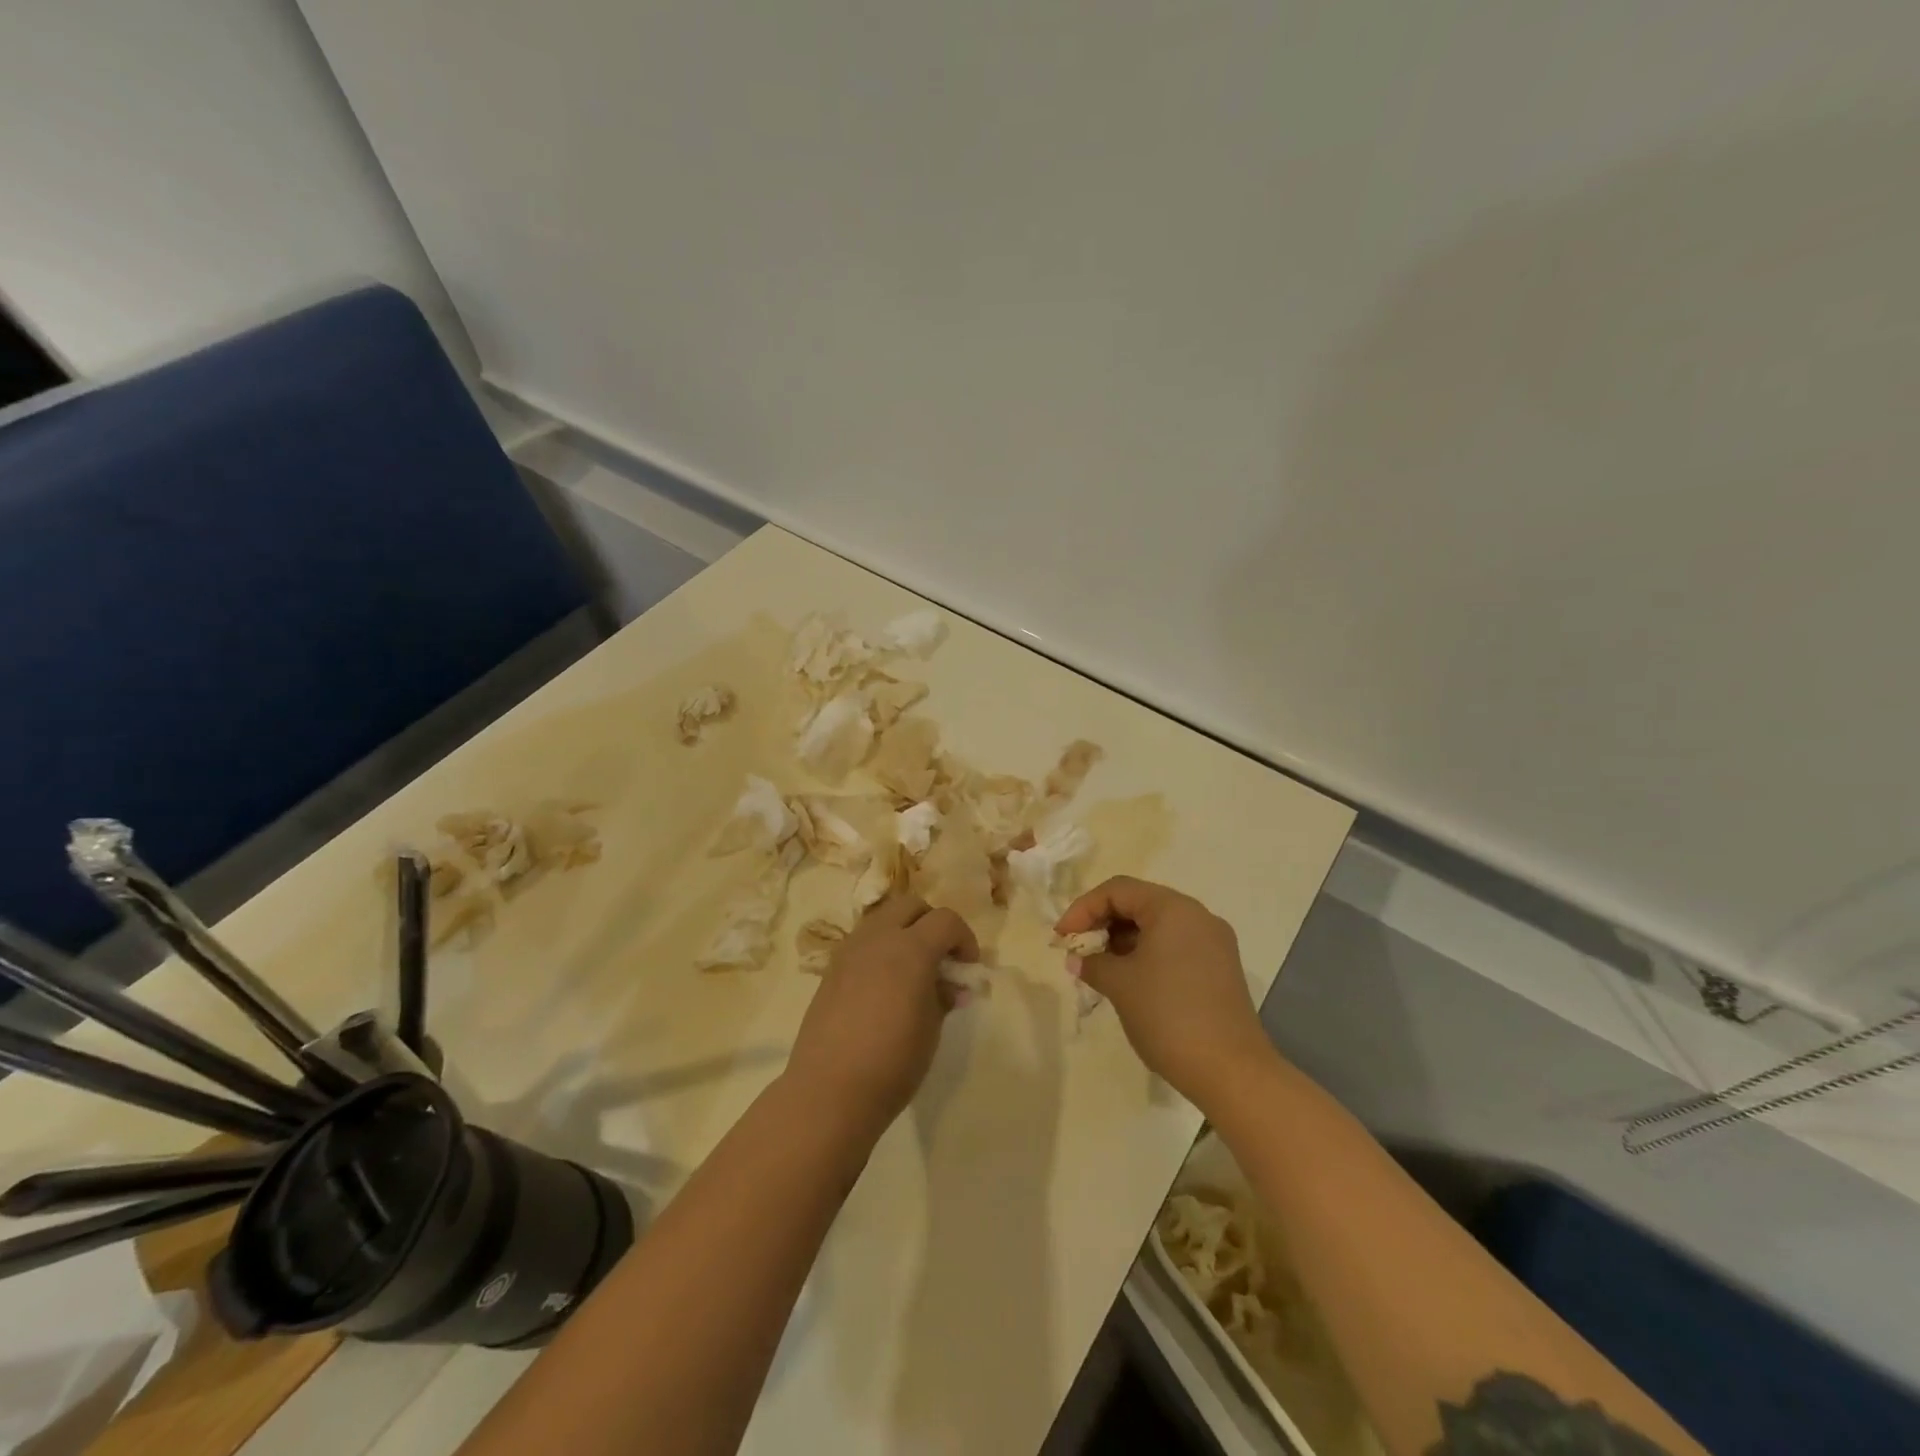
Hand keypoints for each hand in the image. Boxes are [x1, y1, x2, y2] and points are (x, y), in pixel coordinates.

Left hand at [784, 892, 978, 1141]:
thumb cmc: (892, 1062)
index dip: (964, 939)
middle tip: (941, 959)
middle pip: (911, 905)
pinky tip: (884, 985)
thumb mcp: (931, 1029)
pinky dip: (880, 949)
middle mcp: (878, 938)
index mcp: (910, 948)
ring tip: (911, 970)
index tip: (968, 968)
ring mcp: (849, 950)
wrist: (830, 1091)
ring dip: (903, 932)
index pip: (946, 920)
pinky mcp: (831, 969)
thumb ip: (943, 996)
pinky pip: (863, 942)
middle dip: (932, 923)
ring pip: (883, 918)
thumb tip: (950, 985)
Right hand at [1055, 876, 1278, 1115]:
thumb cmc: (1168, 1016)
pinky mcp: (1219, 968)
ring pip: (1157, 926)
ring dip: (1124, 940)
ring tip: (1100, 967)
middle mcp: (1197, 916)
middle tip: (1078, 950)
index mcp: (1173, 908)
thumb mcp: (1120, 985)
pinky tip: (1130, 979)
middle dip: (1103, 923)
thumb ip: (1093, 963)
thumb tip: (1078, 959)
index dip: (1083, 909)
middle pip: (1139, 903)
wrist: (1231, 1071)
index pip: (1118, 890)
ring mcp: (1213, 942)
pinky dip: (1147, 954)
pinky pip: (1175, 946)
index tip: (1062, 937)